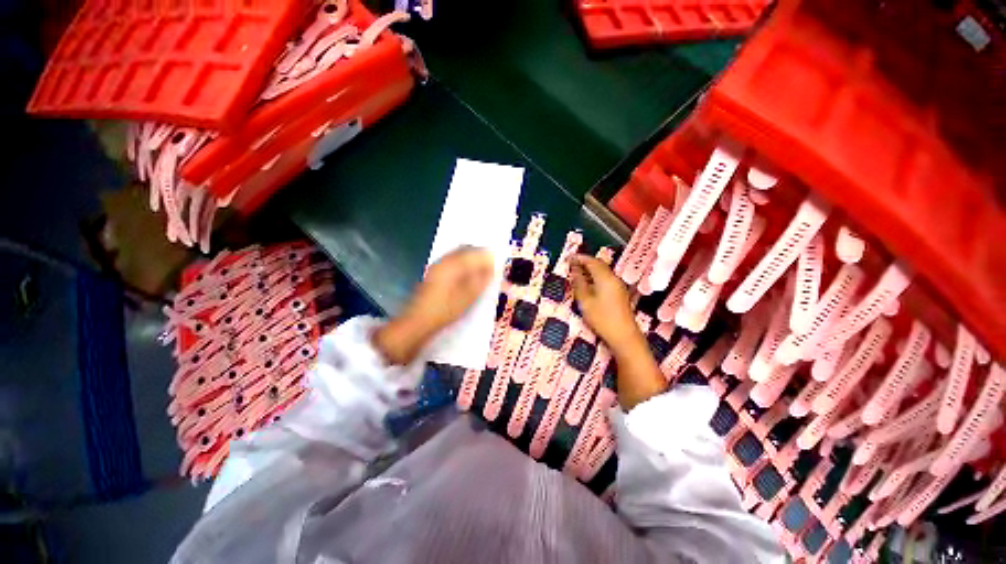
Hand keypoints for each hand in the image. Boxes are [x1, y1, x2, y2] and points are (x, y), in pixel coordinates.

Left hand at [374, 246, 493, 364]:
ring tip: (481, 272)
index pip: (475, 252)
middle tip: (491, 267)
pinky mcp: (434, 272)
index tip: (497, 265)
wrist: (419, 320)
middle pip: (466, 250)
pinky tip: (467, 276)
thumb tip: (492, 267)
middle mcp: (444, 260)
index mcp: (453, 264)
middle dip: (480, 256)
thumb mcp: (469, 296)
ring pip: (459, 255)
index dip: (488, 257)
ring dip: (471, 260)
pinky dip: (463, 265)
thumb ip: (481, 279)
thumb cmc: (446, 309)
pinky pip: (452, 261)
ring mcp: (437, 266)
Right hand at [570, 255, 638, 350]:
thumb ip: (579, 284)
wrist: (623, 335)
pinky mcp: (619, 293)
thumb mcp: (585, 301)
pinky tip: (588, 283)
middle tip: (571, 264)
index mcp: (605, 278)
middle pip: (599, 265)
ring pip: (602, 272)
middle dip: (585, 262)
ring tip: (577, 272)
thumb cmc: (602, 318)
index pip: (592, 261)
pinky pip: (605, 279)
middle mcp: (613, 278)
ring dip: (590, 269)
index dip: (579, 258)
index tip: (568, 257)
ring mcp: (618, 286)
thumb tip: (574, 271)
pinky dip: (595, 277)